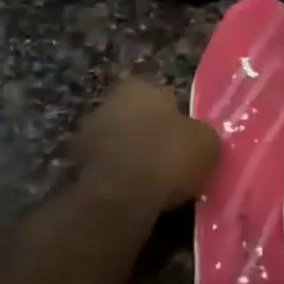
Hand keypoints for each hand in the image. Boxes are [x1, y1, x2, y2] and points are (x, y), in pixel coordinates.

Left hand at [74, 77, 219, 210]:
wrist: (121, 197)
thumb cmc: (167, 157)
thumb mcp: (207, 143)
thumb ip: (202, 134)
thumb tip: (199, 138)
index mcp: (140, 86)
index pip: (165, 96)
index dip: (179, 119)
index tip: (187, 140)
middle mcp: (109, 101)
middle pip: (139, 117)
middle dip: (152, 135)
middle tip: (173, 160)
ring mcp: (88, 133)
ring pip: (121, 142)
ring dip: (134, 157)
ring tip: (156, 182)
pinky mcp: (76, 165)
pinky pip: (109, 168)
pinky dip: (120, 178)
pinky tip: (136, 195)